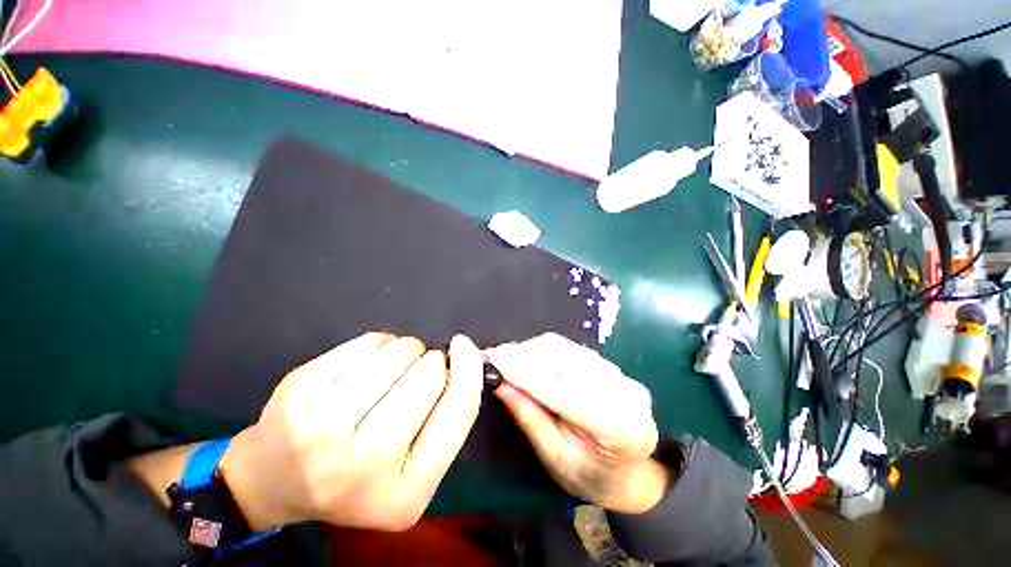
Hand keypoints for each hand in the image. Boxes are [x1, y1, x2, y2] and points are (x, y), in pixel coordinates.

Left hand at [220, 333, 483, 530]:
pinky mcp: (301, 390)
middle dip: (432, 361)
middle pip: (429, 376)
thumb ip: (447, 419)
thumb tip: (466, 358)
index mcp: (405, 493)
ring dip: (406, 349)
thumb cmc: (357, 473)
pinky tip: (367, 363)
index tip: (465, 346)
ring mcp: (324, 427)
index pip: (459, 410)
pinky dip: (378, 344)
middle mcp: (364, 464)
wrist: (274, 479)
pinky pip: (369, 342)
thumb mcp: (413, 468)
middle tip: (417, 371)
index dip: (469, 369)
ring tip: (391, 368)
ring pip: (400, 353)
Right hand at [486, 333, 669, 513]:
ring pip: (565, 349)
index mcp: (620, 427)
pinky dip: (542, 350)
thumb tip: (502, 386)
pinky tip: (525, 358)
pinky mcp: (608, 363)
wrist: (629, 471)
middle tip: (491, 357)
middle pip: (564, 361)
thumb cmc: (591, 477)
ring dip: (530, 350)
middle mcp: (625, 391)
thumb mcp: (557, 460)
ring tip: (504, 358)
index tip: (492, 361)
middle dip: (523, 356)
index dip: (525, 373)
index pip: (563, 391)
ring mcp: (619, 373)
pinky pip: (568, 348)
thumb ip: (531, 420)